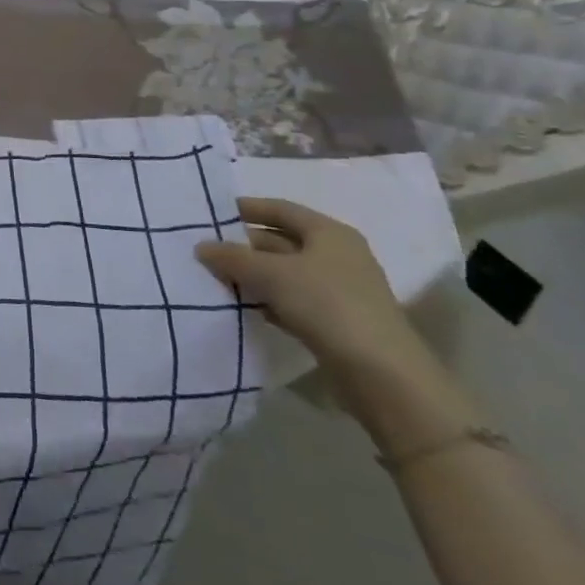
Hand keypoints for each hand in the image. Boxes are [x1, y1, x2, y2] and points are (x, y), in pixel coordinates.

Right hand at [196, 197, 433, 388]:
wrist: (383, 376)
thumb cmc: (327, 305)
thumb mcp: (271, 274)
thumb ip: (233, 257)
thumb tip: (201, 246)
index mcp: (329, 233)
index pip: (281, 209)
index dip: (247, 208)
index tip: (213, 214)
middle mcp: (337, 256)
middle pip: (282, 241)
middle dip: (245, 246)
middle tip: (207, 251)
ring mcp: (339, 291)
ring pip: (285, 274)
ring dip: (253, 276)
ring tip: (216, 279)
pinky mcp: (336, 323)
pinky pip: (293, 301)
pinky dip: (268, 300)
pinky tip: (244, 307)